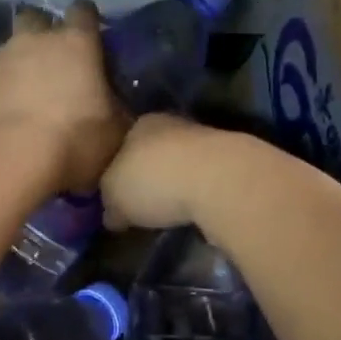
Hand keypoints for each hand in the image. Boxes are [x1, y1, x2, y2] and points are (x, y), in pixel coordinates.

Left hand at [0, 0, 125, 192]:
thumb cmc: (72, 141)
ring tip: (23, 93)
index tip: (91, 38)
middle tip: (52, 62)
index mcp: (76, 43)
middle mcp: (35, 39)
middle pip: (37, 17)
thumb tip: (115, 106)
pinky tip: (0, 111)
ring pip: (10, 46)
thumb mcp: (114, 131)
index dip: (87, 21)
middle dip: (43, 31)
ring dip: (18, 62)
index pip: (84, 10)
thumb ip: (115, 108)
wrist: (7, 159)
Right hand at [99, 114, 242, 231]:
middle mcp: (173, 124)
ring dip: (176, 184)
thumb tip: (112, 215)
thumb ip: (110, 203)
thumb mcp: (114, 196)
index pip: (122, 145)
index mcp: (140, 123)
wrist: (218, 180)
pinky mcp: (230, 163)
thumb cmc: (154, 180)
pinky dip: (198, 193)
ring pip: (182, 164)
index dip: (117, 171)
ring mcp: (206, 141)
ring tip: (168, 211)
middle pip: (153, 153)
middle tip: (141, 204)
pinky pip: (204, 180)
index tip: (116, 194)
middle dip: (148, 175)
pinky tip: (194, 210)